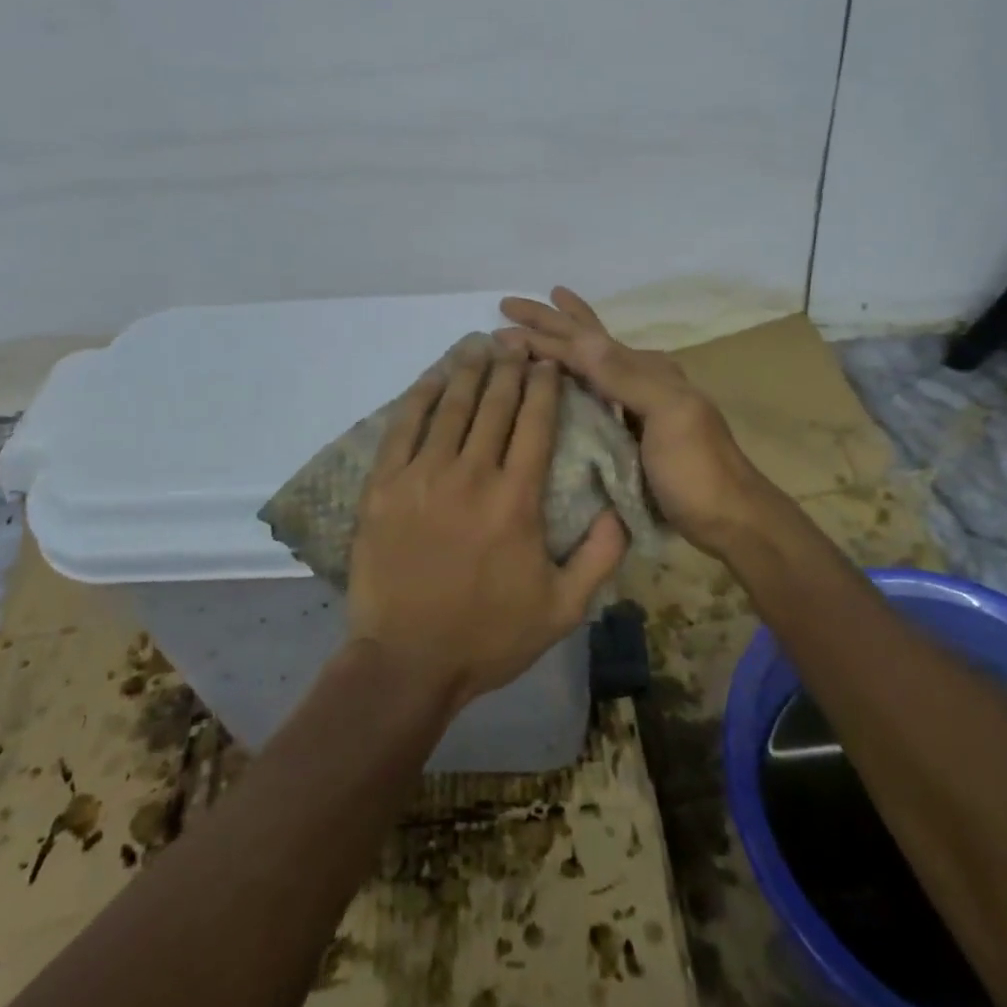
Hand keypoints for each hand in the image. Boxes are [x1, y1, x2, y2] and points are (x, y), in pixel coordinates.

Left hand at [347, 340, 627, 711]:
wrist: (406, 662)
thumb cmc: (488, 636)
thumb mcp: (563, 609)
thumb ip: (601, 555)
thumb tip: (621, 507)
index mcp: (517, 499)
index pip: (536, 423)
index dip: (544, 387)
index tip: (549, 364)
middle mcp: (472, 475)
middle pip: (495, 405)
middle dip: (509, 368)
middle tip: (515, 345)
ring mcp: (423, 476)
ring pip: (451, 407)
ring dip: (468, 370)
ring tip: (479, 345)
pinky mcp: (384, 485)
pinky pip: (403, 427)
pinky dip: (421, 395)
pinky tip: (433, 376)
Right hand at [497, 288, 768, 555]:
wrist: (730, 519)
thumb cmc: (697, 468)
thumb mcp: (667, 415)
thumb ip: (624, 376)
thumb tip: (578, 336)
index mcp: (646, 370)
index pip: (584, 345)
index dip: (543, 335)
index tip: (500, 328)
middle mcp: (639, 379)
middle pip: (586, 342)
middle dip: (550, 322)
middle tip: (509, 304)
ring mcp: (636, 406)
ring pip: (590, 364)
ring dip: (563, 342)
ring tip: (542, 319)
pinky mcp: (630, 434)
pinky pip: (593, 395)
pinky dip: (573, 378)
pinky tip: (563, 378)